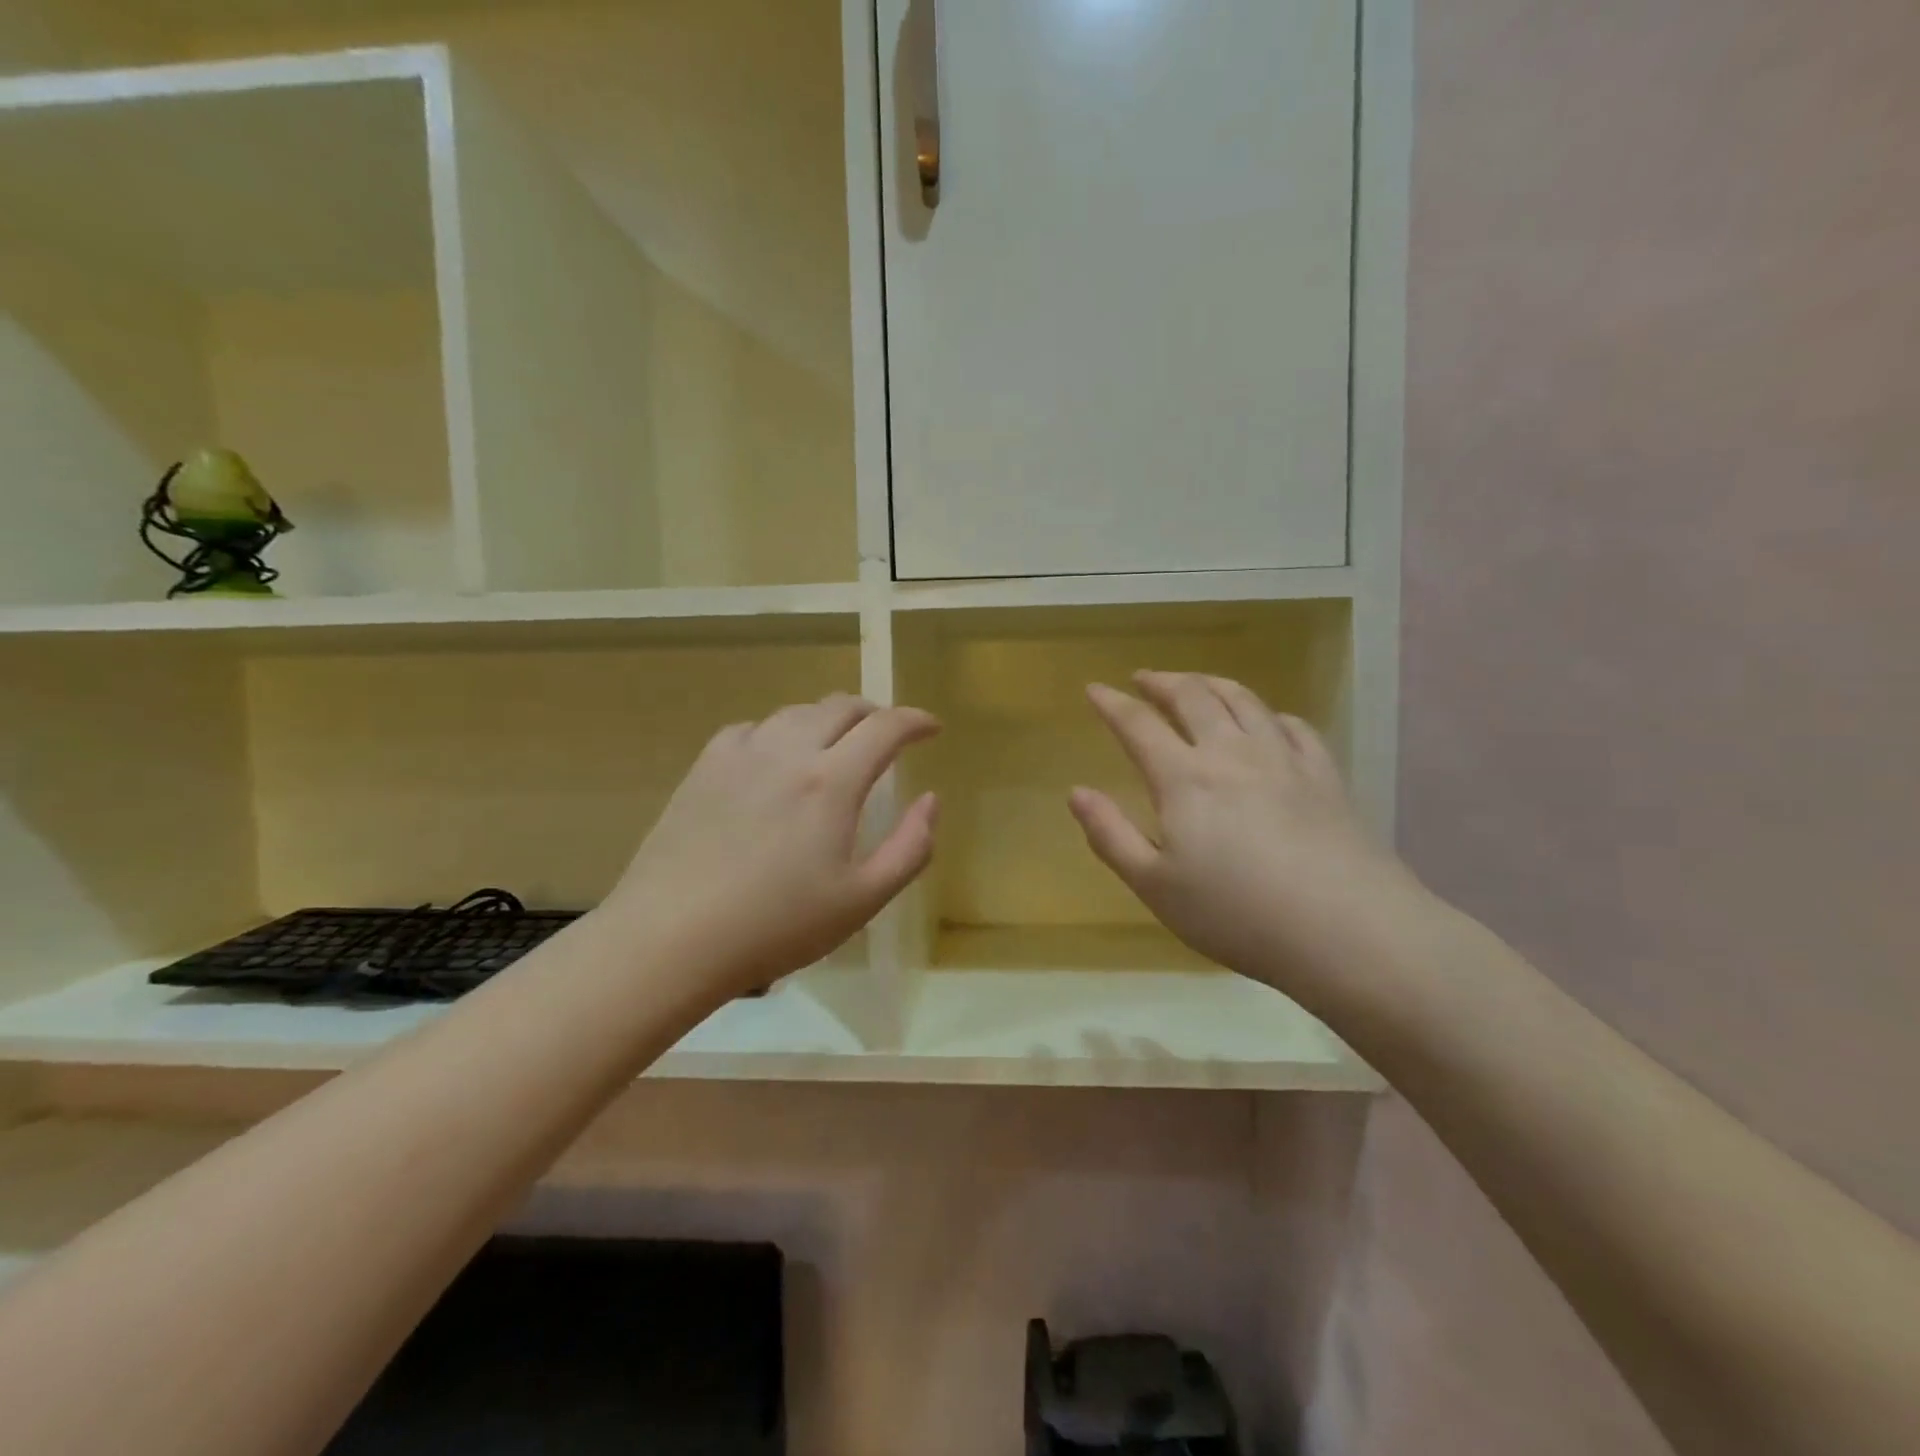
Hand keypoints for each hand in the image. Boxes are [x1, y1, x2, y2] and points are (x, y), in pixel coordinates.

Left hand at [601, 694, 939, 998]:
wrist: (673, 937)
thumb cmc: (777, 926)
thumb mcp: (862, 900)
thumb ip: (910, 848)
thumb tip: (930, 800)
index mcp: (832, 782)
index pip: (885, 728)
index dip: (915, 720)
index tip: (931, 727)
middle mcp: (788, 752)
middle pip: (840, 706)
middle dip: (874, 713)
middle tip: (888, 734)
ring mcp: (740, 755)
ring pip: (795, 713)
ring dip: (828, 719)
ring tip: (836, 743)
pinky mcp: (703, 768)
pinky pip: (751, 729)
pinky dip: (778, 732)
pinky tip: (774, 758)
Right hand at [1069, 671, 1421, 999]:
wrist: (1345, 930)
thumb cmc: (1236, 914)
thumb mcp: (1154, 885)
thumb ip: (1110, 835)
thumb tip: (1076, 792)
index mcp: (1184, 778)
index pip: (1138, 725)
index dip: (1112, 703)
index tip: (1094, 688)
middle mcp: (1231, 753)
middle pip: (1193, 697)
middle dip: (1162, 682)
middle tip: (1143, 678)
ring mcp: (1283, 759)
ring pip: (1244, 700)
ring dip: (1212, 684)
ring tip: (1196, 683)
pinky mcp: (1325, 775)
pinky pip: (1293, 726)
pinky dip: (1269, 713)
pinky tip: (1267, 721)